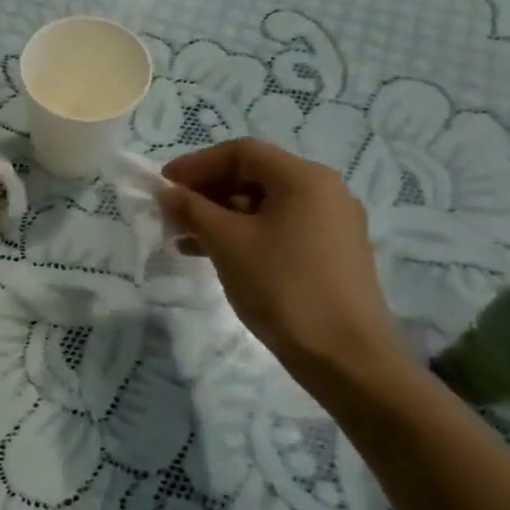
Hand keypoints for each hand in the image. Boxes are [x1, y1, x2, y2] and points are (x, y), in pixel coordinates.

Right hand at [159, 139, 407, 385]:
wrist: (346, 357)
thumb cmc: (283, 287)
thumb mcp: (227, 243)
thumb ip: (191, 209)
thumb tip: (166, 192)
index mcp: (304, 178)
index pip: (241, 152)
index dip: (196, 164)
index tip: (163, 186)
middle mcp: (324, 191)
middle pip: (254, 176)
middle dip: (207, 192)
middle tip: (172, 214)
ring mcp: (332, 224)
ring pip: (265, 205)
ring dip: (221, 216)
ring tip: (185, 239)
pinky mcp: (332, 254)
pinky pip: (280, 229)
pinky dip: (245, 234)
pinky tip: (216, 256)